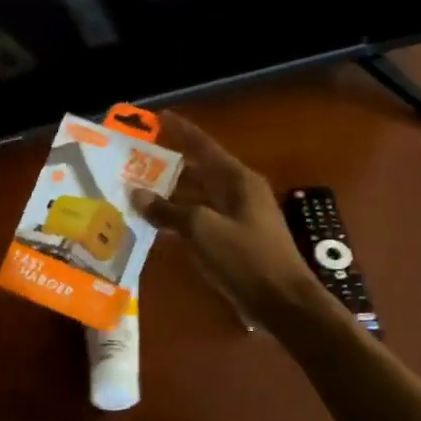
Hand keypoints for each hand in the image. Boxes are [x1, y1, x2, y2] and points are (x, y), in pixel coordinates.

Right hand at [128, 112, 314, 328]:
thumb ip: (168, 211)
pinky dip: (181, 218)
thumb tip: (137, 193)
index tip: (159, 117)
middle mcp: (240, 193)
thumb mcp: (202, 230)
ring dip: (172, 194)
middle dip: (170, 165)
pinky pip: (202, 219)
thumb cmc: (245, 259)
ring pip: (200, 197)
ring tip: (140, 189)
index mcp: (237, 180)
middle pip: (200, 171)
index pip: (203, 146)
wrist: (283, 302)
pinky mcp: (236, 241)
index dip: (181, 131)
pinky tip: (160, 224)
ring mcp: (240, 218)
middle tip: (137, 159)